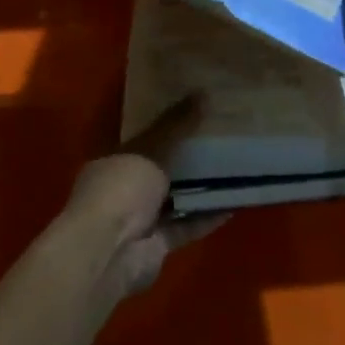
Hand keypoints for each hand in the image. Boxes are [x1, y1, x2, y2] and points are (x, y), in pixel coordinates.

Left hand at [58, 96, 226, 303]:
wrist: (110, 252)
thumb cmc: (121, 188)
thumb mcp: (151, 148)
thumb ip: (177, 124)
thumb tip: (203, 92)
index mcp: (114, 161)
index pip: (142, 140)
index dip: (166, 128)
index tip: (194, 114)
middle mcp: (124, 189)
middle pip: (160, 170)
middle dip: (186, 159)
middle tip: (220, 139)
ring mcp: (139, 220)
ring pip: (175, 200)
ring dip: (200, 189)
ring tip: (233, 168)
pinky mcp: (157, 246)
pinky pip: (187, 226)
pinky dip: (207, 217)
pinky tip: (234, 202)